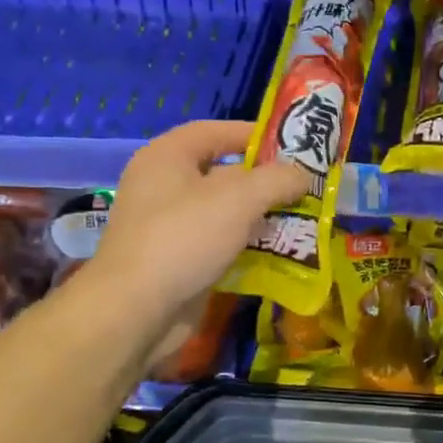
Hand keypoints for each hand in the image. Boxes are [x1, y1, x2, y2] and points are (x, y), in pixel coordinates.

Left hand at [74, 120, 307, 362]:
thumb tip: (303, 174)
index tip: (292, 146)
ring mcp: (170, 226)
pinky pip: (220, 244)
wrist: (137, 310)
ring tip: (302, 222)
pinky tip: (279, 254)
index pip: (215, 131)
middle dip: (265, 182)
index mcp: (168, 157)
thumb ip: (277, 180)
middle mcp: (165, 186)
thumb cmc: (184, 238)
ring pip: (225, 213)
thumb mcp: (239, 199)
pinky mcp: (179, 261)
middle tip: (305, 190)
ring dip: (261, 217)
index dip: (253, 134)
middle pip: (224, 174)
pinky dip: (248, 247)